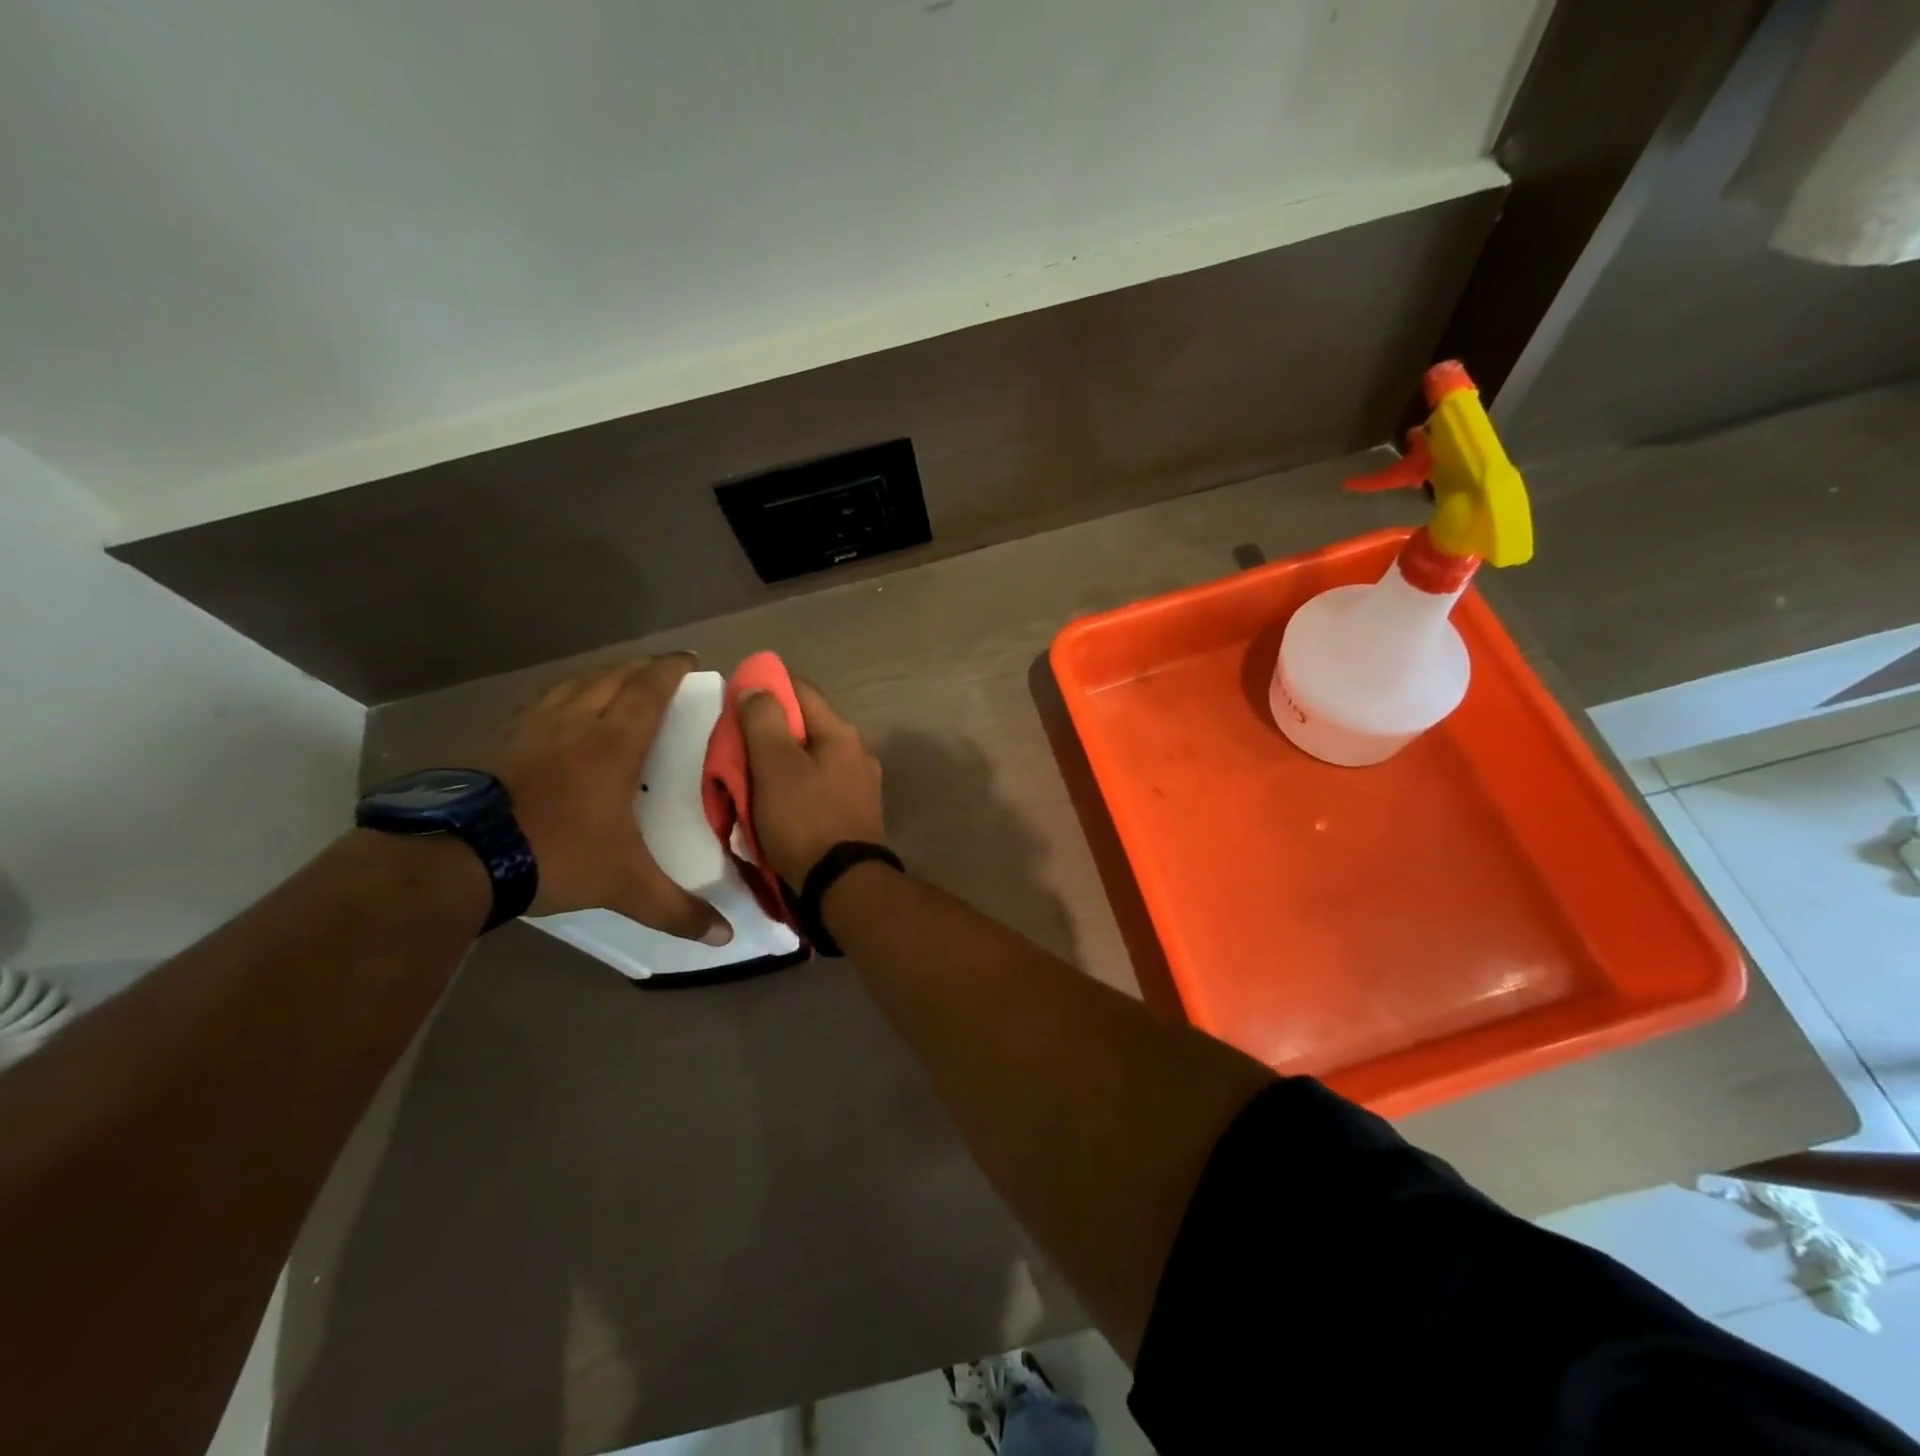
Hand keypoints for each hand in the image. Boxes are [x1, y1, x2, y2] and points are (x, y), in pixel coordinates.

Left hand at [481, 654, 730, 943]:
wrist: (457, 858)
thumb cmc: (554, 855)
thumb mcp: (624, 886)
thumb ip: (676, 910)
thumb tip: (726, 937)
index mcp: (612, 745)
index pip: (648, 691)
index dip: (670, 670)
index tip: (688, 658)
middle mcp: (573, 724)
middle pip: (611, 678)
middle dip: (639, 668)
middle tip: (658, 670)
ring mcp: (529, 729)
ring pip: (571, 685)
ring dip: (598, 677)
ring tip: (612, 681)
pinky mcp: (495, 741)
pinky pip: (536, 704)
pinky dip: (557, 697)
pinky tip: (554, 710)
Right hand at [739, 679, 886, 884]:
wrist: (844, 885)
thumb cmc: (805, 820)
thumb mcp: (775, 766)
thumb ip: (763, 722)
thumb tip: (756, 687)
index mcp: (841, 733)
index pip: (801, 689)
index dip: (767, 686)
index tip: (737, 698)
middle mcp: (857, 752)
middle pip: (806, 726)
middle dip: (770, 730)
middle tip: (737, 745)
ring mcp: (861, 784)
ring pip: (811, 759)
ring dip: (782, 762)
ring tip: (751, 777)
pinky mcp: (855, 813)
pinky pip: (818, 787)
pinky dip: (795, 787)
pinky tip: (777, 803)